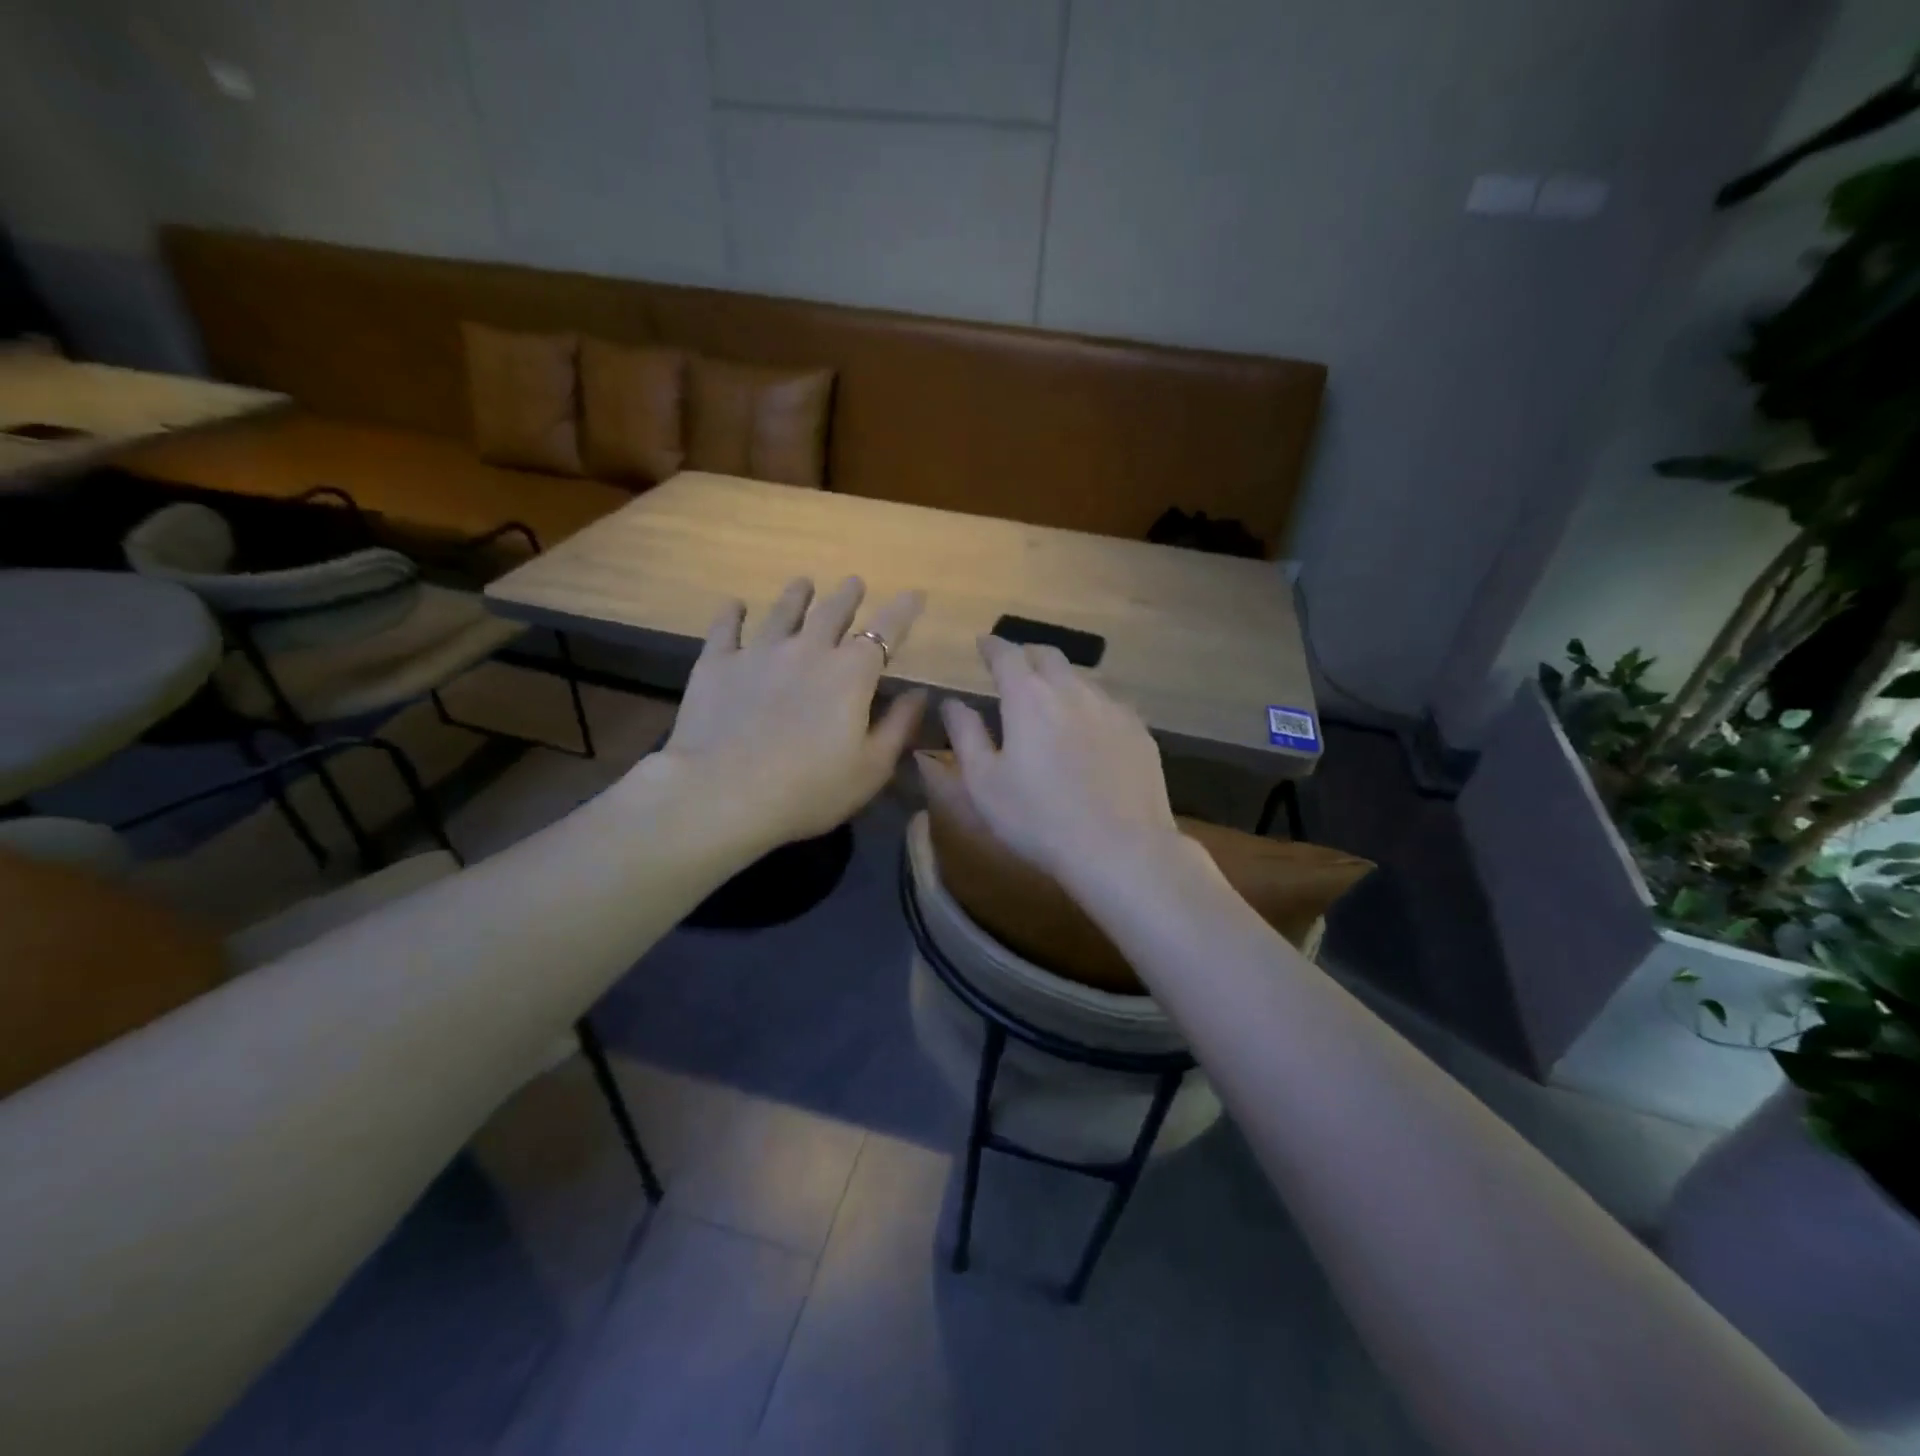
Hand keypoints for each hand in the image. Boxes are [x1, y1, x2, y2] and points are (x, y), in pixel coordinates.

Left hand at [640, 577, 926, 853]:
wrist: (723, 794)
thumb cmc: (809, 789)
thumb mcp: (871, 768)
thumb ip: (898, 726)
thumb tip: (919, 693)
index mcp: (850, 674)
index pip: (886, 631)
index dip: (903, 610)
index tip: (915, 594)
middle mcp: (807, 650)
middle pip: (832, 612)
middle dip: (847, 595)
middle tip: (853, 583)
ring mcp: (759, 652)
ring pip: (782, 612)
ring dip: (796, 596)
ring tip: (803, 583)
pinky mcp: (717, 664)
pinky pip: (726, 628)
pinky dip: (732, 613)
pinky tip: (735, 605)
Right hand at [940, 637, 1181, 891]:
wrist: (1120, 848)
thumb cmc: (1038, 819)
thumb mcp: (984, 783)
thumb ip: (966, 735)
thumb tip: (953, 703)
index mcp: (1028, 697)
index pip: (1006, 654)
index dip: (992, 646)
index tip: (982, 644)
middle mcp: (1072, 690)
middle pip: (1048, 655)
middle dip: (1027, 654)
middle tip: (1015, 667)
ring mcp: (1111, 707)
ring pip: (1082, 678)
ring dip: (1061, 679)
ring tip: (1051, 698)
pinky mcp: (1139, 730)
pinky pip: (1109, 703)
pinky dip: (1090, 705)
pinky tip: (1089, 728)